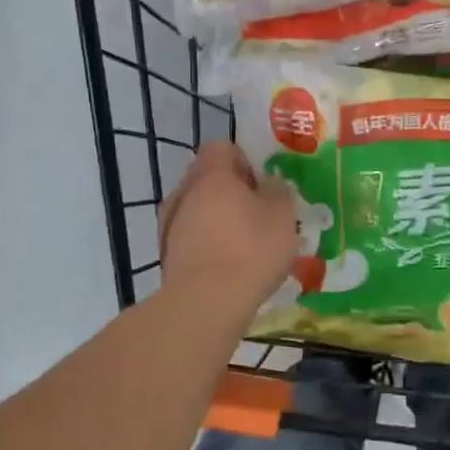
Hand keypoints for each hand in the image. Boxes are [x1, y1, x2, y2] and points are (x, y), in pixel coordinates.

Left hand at [158, 141, 298, 319]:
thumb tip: (271, 184)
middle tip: (259, 214)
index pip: (222, 147)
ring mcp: (170, 223)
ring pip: (198, 209)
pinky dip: (208, 244)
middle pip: (208, 178)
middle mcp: (184, 192)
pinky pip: (192, 237)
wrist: (206, 302)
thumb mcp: (282, 216)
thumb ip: (279, 192)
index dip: (244, 160)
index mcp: (211, 174)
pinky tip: (228, 266)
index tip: (262, 184)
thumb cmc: (250, 250)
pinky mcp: (167, 254)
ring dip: (219, 219)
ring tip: (245, 245)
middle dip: (232, 191)